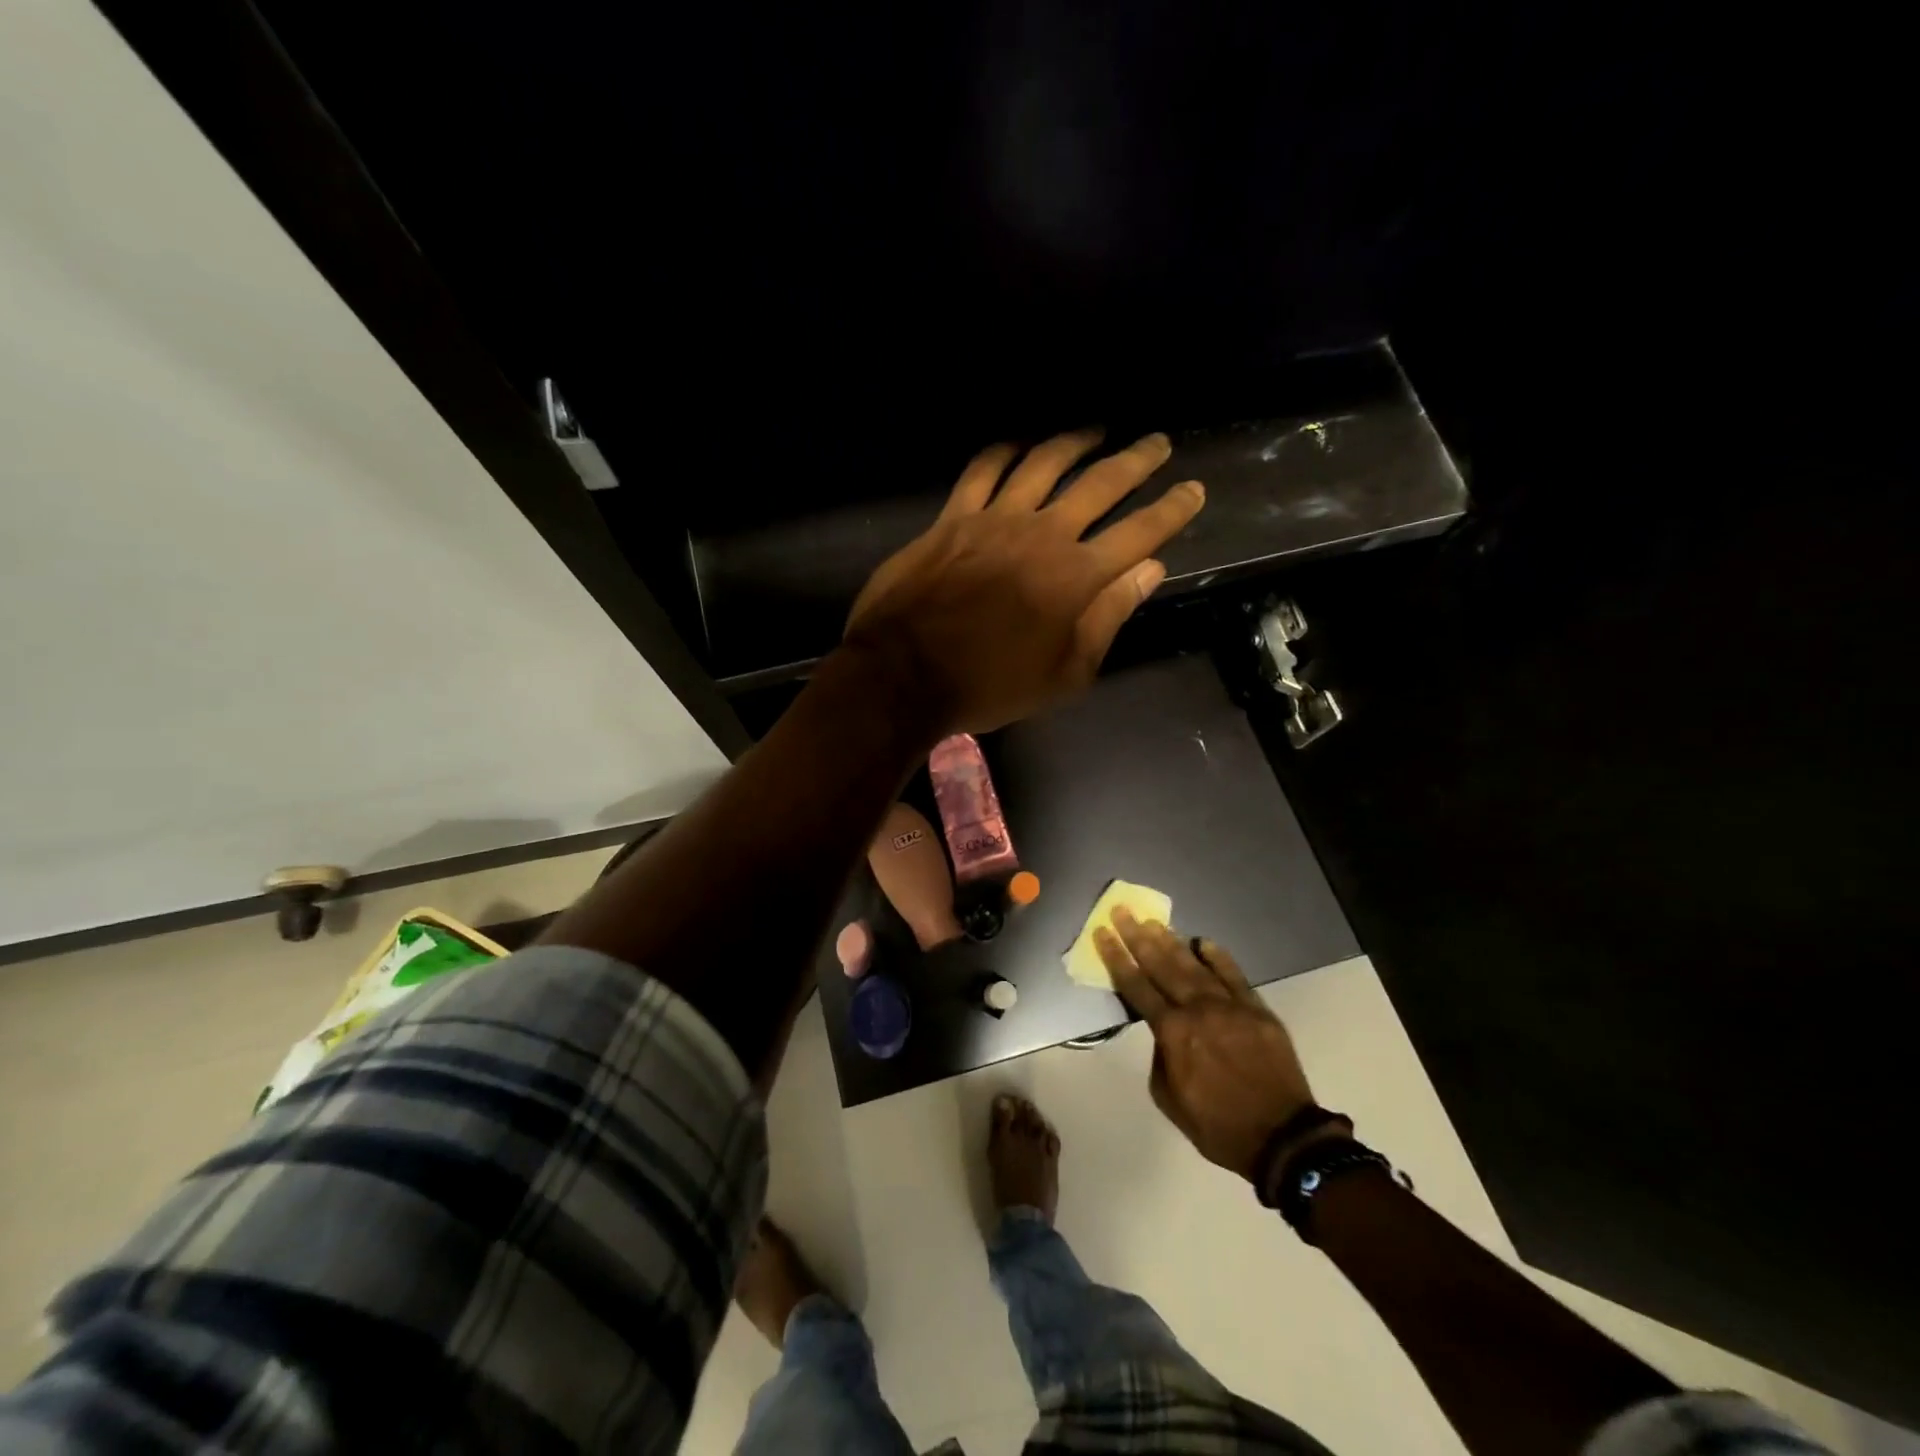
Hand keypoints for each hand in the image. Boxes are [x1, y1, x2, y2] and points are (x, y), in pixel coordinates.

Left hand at [846, 430, 1203, 733]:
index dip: (1172, 510)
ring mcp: (994, 519)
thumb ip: (1109, 618)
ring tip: (1096, 430)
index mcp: (1077, 577)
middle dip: (1136, 460)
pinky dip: (1003, 451)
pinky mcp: (952, 518)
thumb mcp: (1065, 673)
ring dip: (1074, 441)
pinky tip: (1019, 444)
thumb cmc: (991, 685)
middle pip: (1100, 484)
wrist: (906, 674)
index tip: (1194, 489)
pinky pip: (982, 470)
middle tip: (1157, 442)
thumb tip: (1150, 571)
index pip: (1139, 532)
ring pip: (1043, 463)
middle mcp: (1043, 534)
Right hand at [1095, 909, 1316, 1181]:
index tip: (1102, 933)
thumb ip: (1161, 1056)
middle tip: (1123, 911)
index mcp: (1172, 1032)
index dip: (1116, 958)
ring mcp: (1230, 1006)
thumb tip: (1164, 1031)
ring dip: (1171, 941)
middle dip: (1137, 937)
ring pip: (1194, 965)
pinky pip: (1234, 975)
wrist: (1283, 1138)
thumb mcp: (1169, 1098)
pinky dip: (1218, 956)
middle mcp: (1197, 1010)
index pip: (1136, 986)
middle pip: (1161, 965)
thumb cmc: (1218, 1126)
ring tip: (1153, 921)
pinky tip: (1202, 941)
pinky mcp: (1257, 1009)